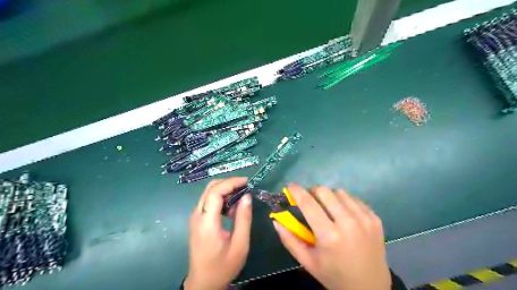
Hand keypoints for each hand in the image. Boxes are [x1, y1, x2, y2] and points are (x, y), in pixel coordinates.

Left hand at [184, 177, 252, 289]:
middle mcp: (197, 216)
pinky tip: (230, 208)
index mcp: (207, 222)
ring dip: (224, 190)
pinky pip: (207, 201)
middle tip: (244, 187)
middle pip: (210, 188)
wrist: (203, 282)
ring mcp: (194, 218)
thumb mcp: (240, 244)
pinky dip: (220, 198)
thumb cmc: (223, 266)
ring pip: (208, 193)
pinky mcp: (196, 220)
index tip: (246, 181)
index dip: (231, 182)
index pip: (215, 192)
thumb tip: (247, 196)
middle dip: (228, 183)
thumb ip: (244, 218)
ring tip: (240, 198)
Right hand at [272, 184, 389, 289]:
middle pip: (324, 191)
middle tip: (310, 202)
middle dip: (312, 193)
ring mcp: (365, 219)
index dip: (297, 191)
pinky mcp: (375, 218)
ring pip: (340, 192)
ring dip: (329, 197)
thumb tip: (276, 219)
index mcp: (329, 236)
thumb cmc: (333, 275)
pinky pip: (354, 199)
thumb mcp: (307, 261)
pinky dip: (344, 201)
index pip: (308, 204)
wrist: (371, 287)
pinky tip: (343, 214)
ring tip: (328, 209)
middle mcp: (349, 223)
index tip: (290, 186)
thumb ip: (289, 239)